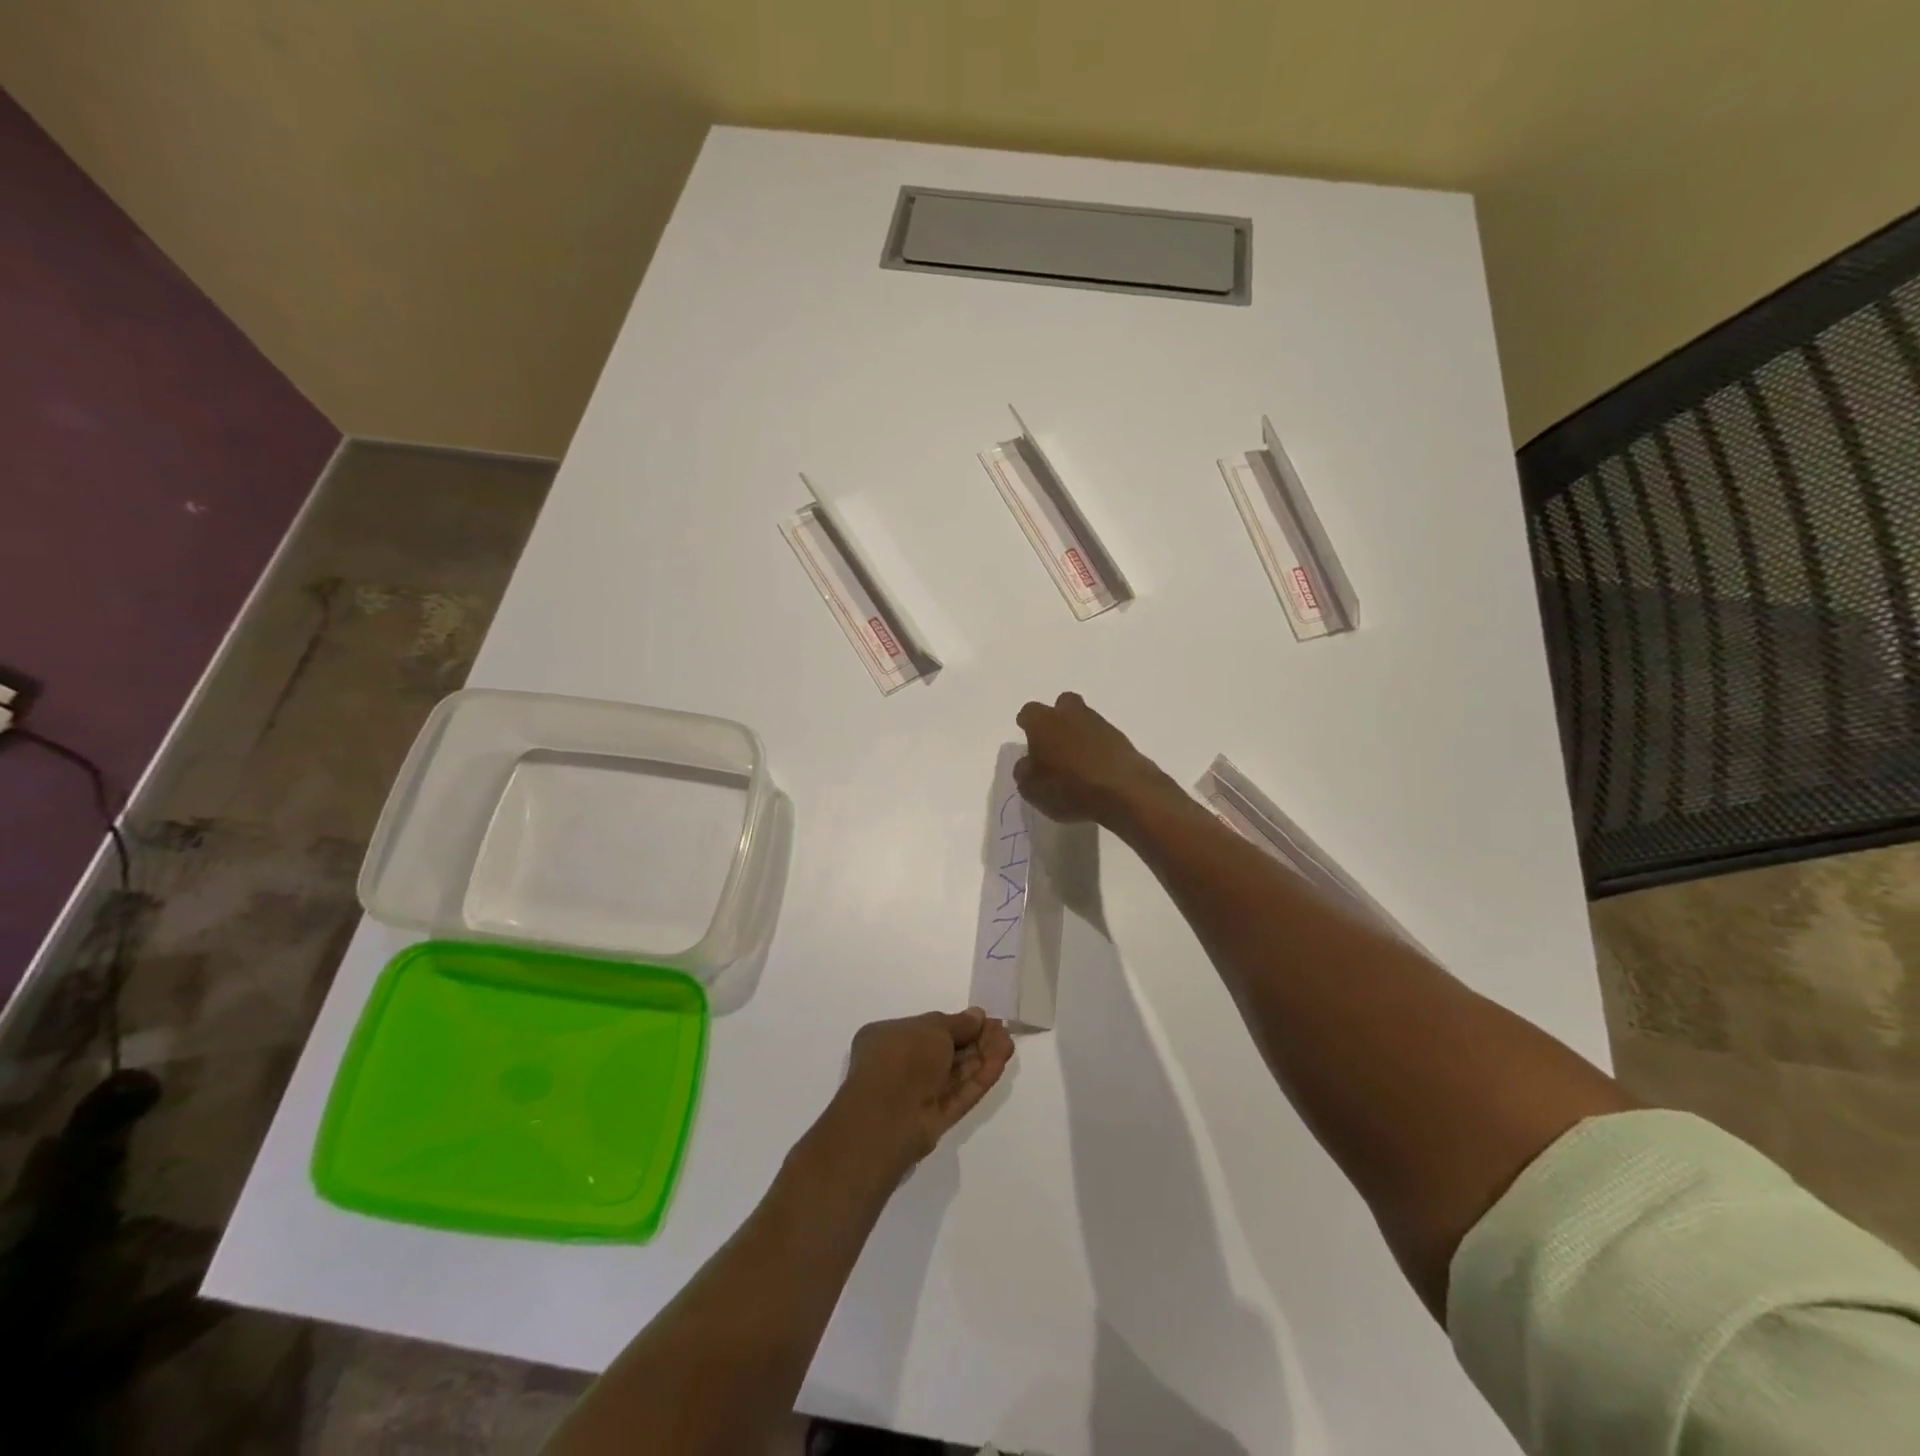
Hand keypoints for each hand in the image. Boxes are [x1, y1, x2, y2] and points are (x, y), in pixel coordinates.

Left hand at [830, 1009, 1014, 1171]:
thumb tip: (977, 1016)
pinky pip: (958, 1094)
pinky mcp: (932, 1119)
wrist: (886, 1118)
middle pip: (945, 1051)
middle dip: (975, 1040)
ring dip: (982, 1058)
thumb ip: (958, 1023)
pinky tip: (1000, 1062)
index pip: (927, 1028)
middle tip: (1002, 1030)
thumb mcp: (932, 1028)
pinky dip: (979, 1079)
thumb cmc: (902, 1057)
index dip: (957, 1024)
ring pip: (955, 1073)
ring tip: (1008, 1044)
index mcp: (888, 1038)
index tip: (983, 1019)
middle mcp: (901, 1065)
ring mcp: (917, 1094)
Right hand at [1014, 691, 1176, 827]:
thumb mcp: (1032, 789)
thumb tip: (1028, 764)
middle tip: (1053, 743)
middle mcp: (1071, 715)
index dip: (1027, 724)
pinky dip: (1097, 750)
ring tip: (1075, 761)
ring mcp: (1100, 725)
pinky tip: (1095, 770)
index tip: (1026, 736)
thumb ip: (1024, 772)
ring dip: (1079, 734)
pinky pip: (1103, 739)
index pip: (1029, 712)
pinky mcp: (1122, 740)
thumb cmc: (1068, 787)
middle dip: (1057, 718)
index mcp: (1043, 722)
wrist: (1124, 792)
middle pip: (1062, 704)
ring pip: (1085, 720)